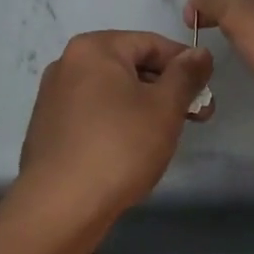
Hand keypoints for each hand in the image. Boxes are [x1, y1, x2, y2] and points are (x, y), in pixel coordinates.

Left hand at [12, 31, 212, 240]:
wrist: (58, 210)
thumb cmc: (118, 147)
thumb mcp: (164, 107)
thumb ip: (186, 75)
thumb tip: (200, 52)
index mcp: (94, 48)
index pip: (150, 43)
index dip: (184, 64)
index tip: (206, 92)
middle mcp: (68, 63)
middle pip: (130, 66)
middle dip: (165, 90)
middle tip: (194, 118)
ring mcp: (53, 97)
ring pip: (111, 92)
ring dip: (143, 108)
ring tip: (164, 138)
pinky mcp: (48, 129)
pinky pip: (92, 115)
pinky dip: (116, 124)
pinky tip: (130, 152)